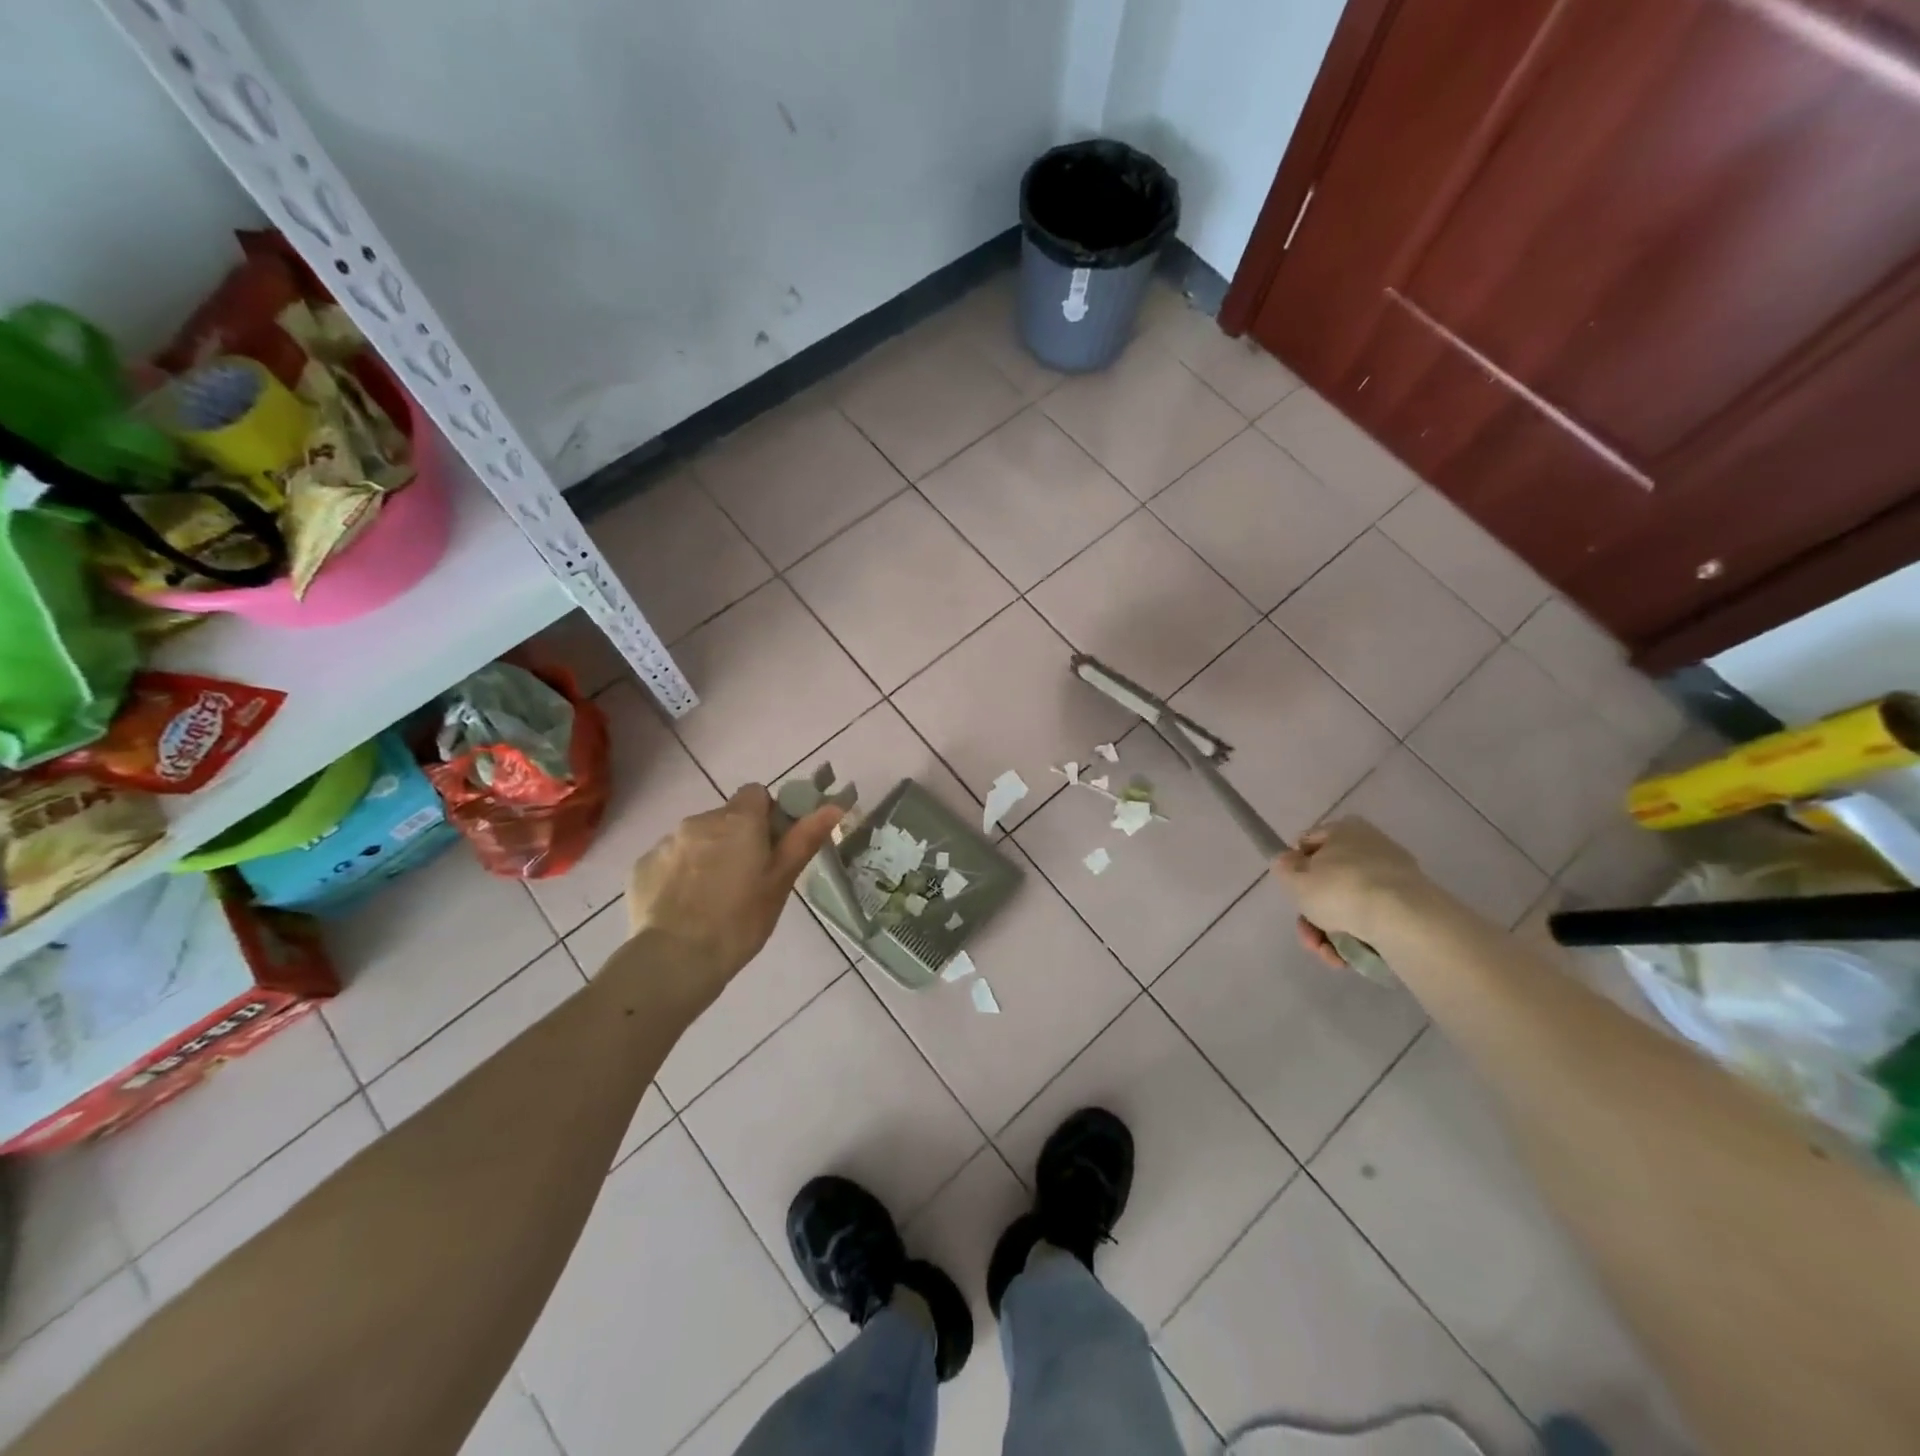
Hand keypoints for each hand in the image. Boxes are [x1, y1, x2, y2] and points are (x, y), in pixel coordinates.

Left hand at [618, 785, 841, 1012]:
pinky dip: (679, 875)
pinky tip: (684, 908)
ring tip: (711, 899)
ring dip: (706, 856)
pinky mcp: (641, 867)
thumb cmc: (740, 921)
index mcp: (738, 821)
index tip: (770, 847)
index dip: (767, 816)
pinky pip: (669, 861)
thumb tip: (834, 806)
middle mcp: (699, 821)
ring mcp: (666, 843)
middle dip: (736, 839)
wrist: (675, 960)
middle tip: (746, 880)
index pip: (756, 794)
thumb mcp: (780, 882)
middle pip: (725, 818)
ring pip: (695, 839)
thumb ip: (804, 839)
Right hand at [1270, 817, 1430, 969]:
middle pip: (1328, 881)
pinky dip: (1357, 937)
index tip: (1292, 893)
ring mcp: (1393, 877)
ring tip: (1329, 956)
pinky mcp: (1411, 906)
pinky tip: (1348, 958)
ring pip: (1348, 905)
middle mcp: (1370, 847)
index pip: (1308, 843)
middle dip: (1312, 915)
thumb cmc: (1340, 890)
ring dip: (1330, 933)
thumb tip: (1286, 861)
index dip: (1294, 869)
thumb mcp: (1295, 879)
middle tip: (1308, 937)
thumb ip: (1283, 868)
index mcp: (1344, 830)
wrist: (1403, 920)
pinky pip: (1373, 919)